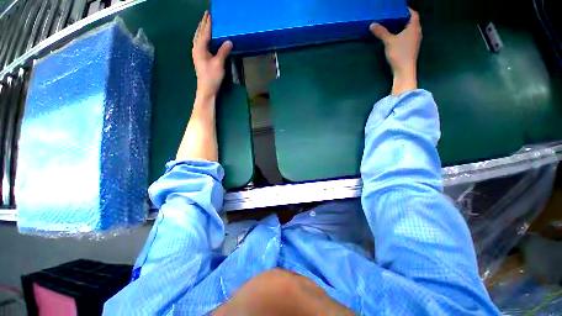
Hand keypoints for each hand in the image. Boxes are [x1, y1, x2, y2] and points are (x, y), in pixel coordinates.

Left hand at [192, 11, 232, 98]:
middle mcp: (196, 49)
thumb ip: (223, 51)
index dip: (208, 23)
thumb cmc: (212, 77)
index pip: (204, 32)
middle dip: (203, 24)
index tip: (210, 14)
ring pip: (198, 38)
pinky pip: (200, 43)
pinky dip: (202, 38)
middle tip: (207, 15)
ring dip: (202, 30)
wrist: (206, 89)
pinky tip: (205, 39)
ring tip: (205, 24)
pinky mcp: (199, 59)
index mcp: (200, 48)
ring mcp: (197, 54)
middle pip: (199, 33)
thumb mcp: (219, 64)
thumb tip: (229, 41)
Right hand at [370, 8, 421, 94]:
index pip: (413, 14)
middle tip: (395, 18)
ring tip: (394, 27)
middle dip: (405, 19)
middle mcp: (417, 32)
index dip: (407, 10)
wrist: (404, 70)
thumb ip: (381, 32)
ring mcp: (416, 41)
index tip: (399, 10)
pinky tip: (397, 38)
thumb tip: (372, 24)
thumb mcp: (388, 41)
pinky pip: (409, 37)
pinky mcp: (412, 48)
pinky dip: (404, 35)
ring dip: (404, 28)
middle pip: (413, 22)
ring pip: (411, 30)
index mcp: (414, 27)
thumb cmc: (399, 53)